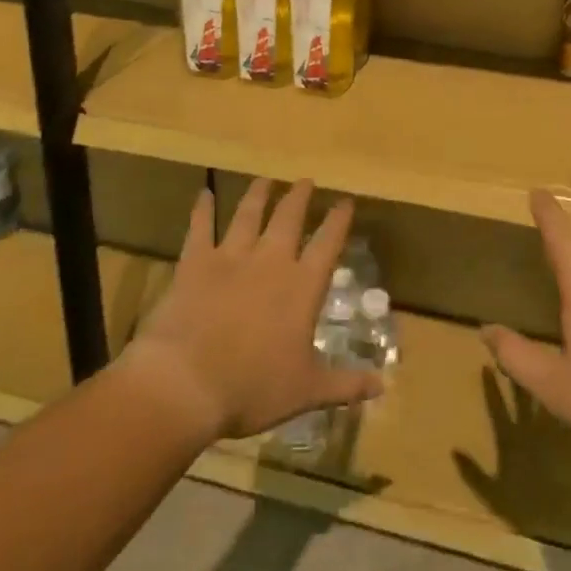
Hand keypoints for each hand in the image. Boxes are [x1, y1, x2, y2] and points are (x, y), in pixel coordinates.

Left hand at [124, 178, 380, 442]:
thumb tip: (383, 386)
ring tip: (265, 179)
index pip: (328, 244)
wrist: (186, 383)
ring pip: (248, 215)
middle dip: (299, 197)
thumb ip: (346, 385)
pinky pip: (200, 228)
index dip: (338, 220)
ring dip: (258, 195)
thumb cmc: (253, 388)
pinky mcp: (195, 263)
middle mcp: (270, 262)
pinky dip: (202, 210)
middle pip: (289, 218)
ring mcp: (231, 258)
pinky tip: (204, 193)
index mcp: (302, 287)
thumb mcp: (307, 391)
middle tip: (305, 181)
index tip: (346, 201)